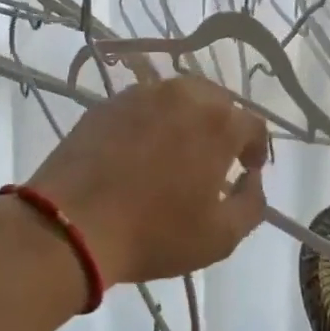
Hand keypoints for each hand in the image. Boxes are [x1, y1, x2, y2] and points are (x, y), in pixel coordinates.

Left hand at [26, 76, 269, 286]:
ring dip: (188, 118)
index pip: (252, 123)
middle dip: (223, 126)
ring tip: (178, 149)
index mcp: (217, 121)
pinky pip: (143, 104)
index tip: (247, 170)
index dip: (256, 148)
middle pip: (217, 101)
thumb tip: (253, 179)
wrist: (73, 224)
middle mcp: (183, 95)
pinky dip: (152, 120)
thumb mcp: (221, 236)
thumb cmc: (154, 233)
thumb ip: (252, 203)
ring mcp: (141, 94)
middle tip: (215, 158)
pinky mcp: (108, 103)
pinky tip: (141, 149)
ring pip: (179, 96)